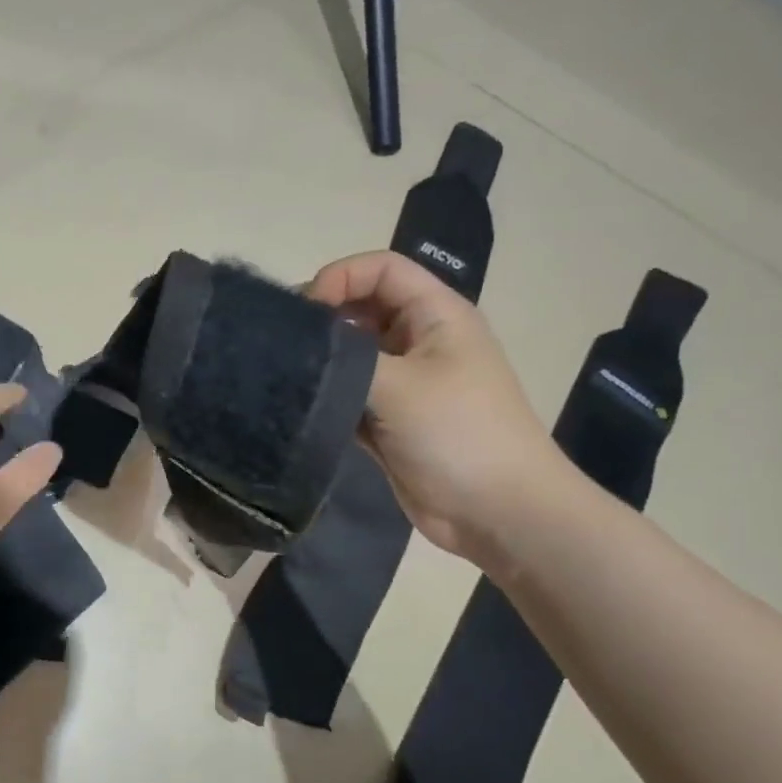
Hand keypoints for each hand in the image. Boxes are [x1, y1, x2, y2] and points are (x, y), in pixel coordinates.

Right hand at [308, 251, 568, 559]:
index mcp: (435, 315)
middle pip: (361, 309)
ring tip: (285, 380)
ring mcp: (404, 384)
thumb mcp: (399, 385)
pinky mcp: (389, 422)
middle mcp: (418, 342)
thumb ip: (344, 358)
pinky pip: (349, 398)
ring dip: (322, 366)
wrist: (498, 513)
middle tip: (283, 347)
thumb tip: (296, 344)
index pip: (381, 269)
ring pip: (351, 357)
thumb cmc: (459, 434)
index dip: (339, 277)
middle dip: (322, 321)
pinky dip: (328, 401)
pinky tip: (301, 411)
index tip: (302, 313)